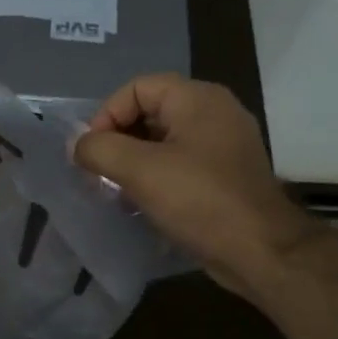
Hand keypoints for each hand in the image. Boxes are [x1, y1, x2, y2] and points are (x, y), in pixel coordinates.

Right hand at [72, 74, 307, 295]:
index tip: (92, 153)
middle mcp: (214, 112)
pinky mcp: (226, 175)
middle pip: (150, 112)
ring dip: (133, 162)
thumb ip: (99, 149)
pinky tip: (141, 203)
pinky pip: (181, 164)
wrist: (260, 251)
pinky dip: (156, 177)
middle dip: (117, 141)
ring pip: (163, 141)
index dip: (106, 115)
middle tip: (98, 173)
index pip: (137, 88)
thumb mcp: (139, 170)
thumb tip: (77, 144)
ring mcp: (224, 144)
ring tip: (115, 190)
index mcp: (197, 99)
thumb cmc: (199, 200)